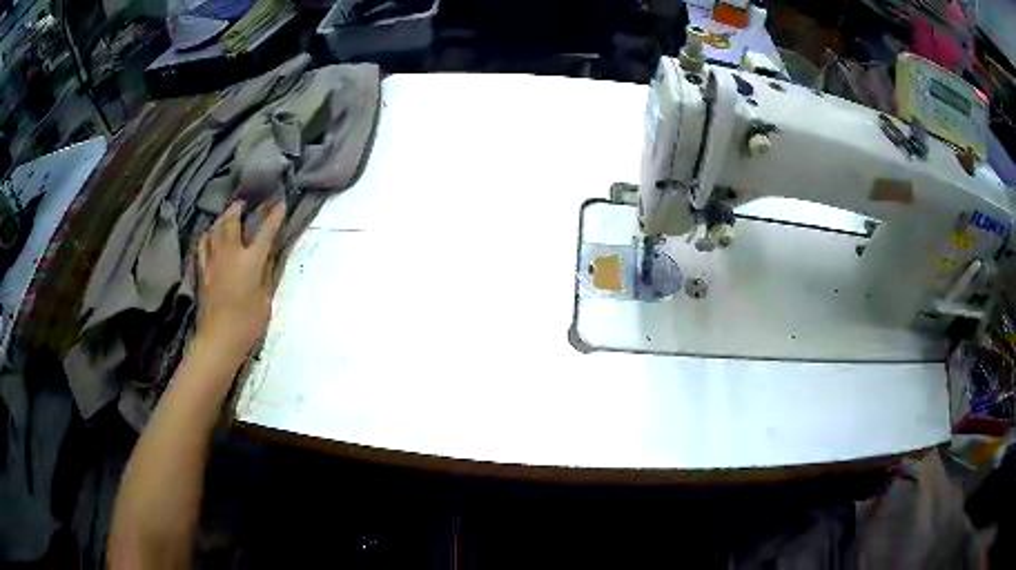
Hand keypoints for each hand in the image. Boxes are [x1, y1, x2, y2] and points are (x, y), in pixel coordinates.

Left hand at [195, 200, 285, 363]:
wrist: (219, 339)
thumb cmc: (248, 323)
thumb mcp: (266, 298)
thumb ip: (267, 272)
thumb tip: (268, 254)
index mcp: (251, 260)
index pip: (266, 230)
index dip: (275, 215)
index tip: (281, 203)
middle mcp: (231, 253)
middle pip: (232, 220)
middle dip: (239, 208)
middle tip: (244, 203)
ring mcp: (213, 260)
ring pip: (214, 229)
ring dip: (221, 219)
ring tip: (226, 216)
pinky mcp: (202, 271)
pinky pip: (202, 245)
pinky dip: (207, 236)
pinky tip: (209, 236)